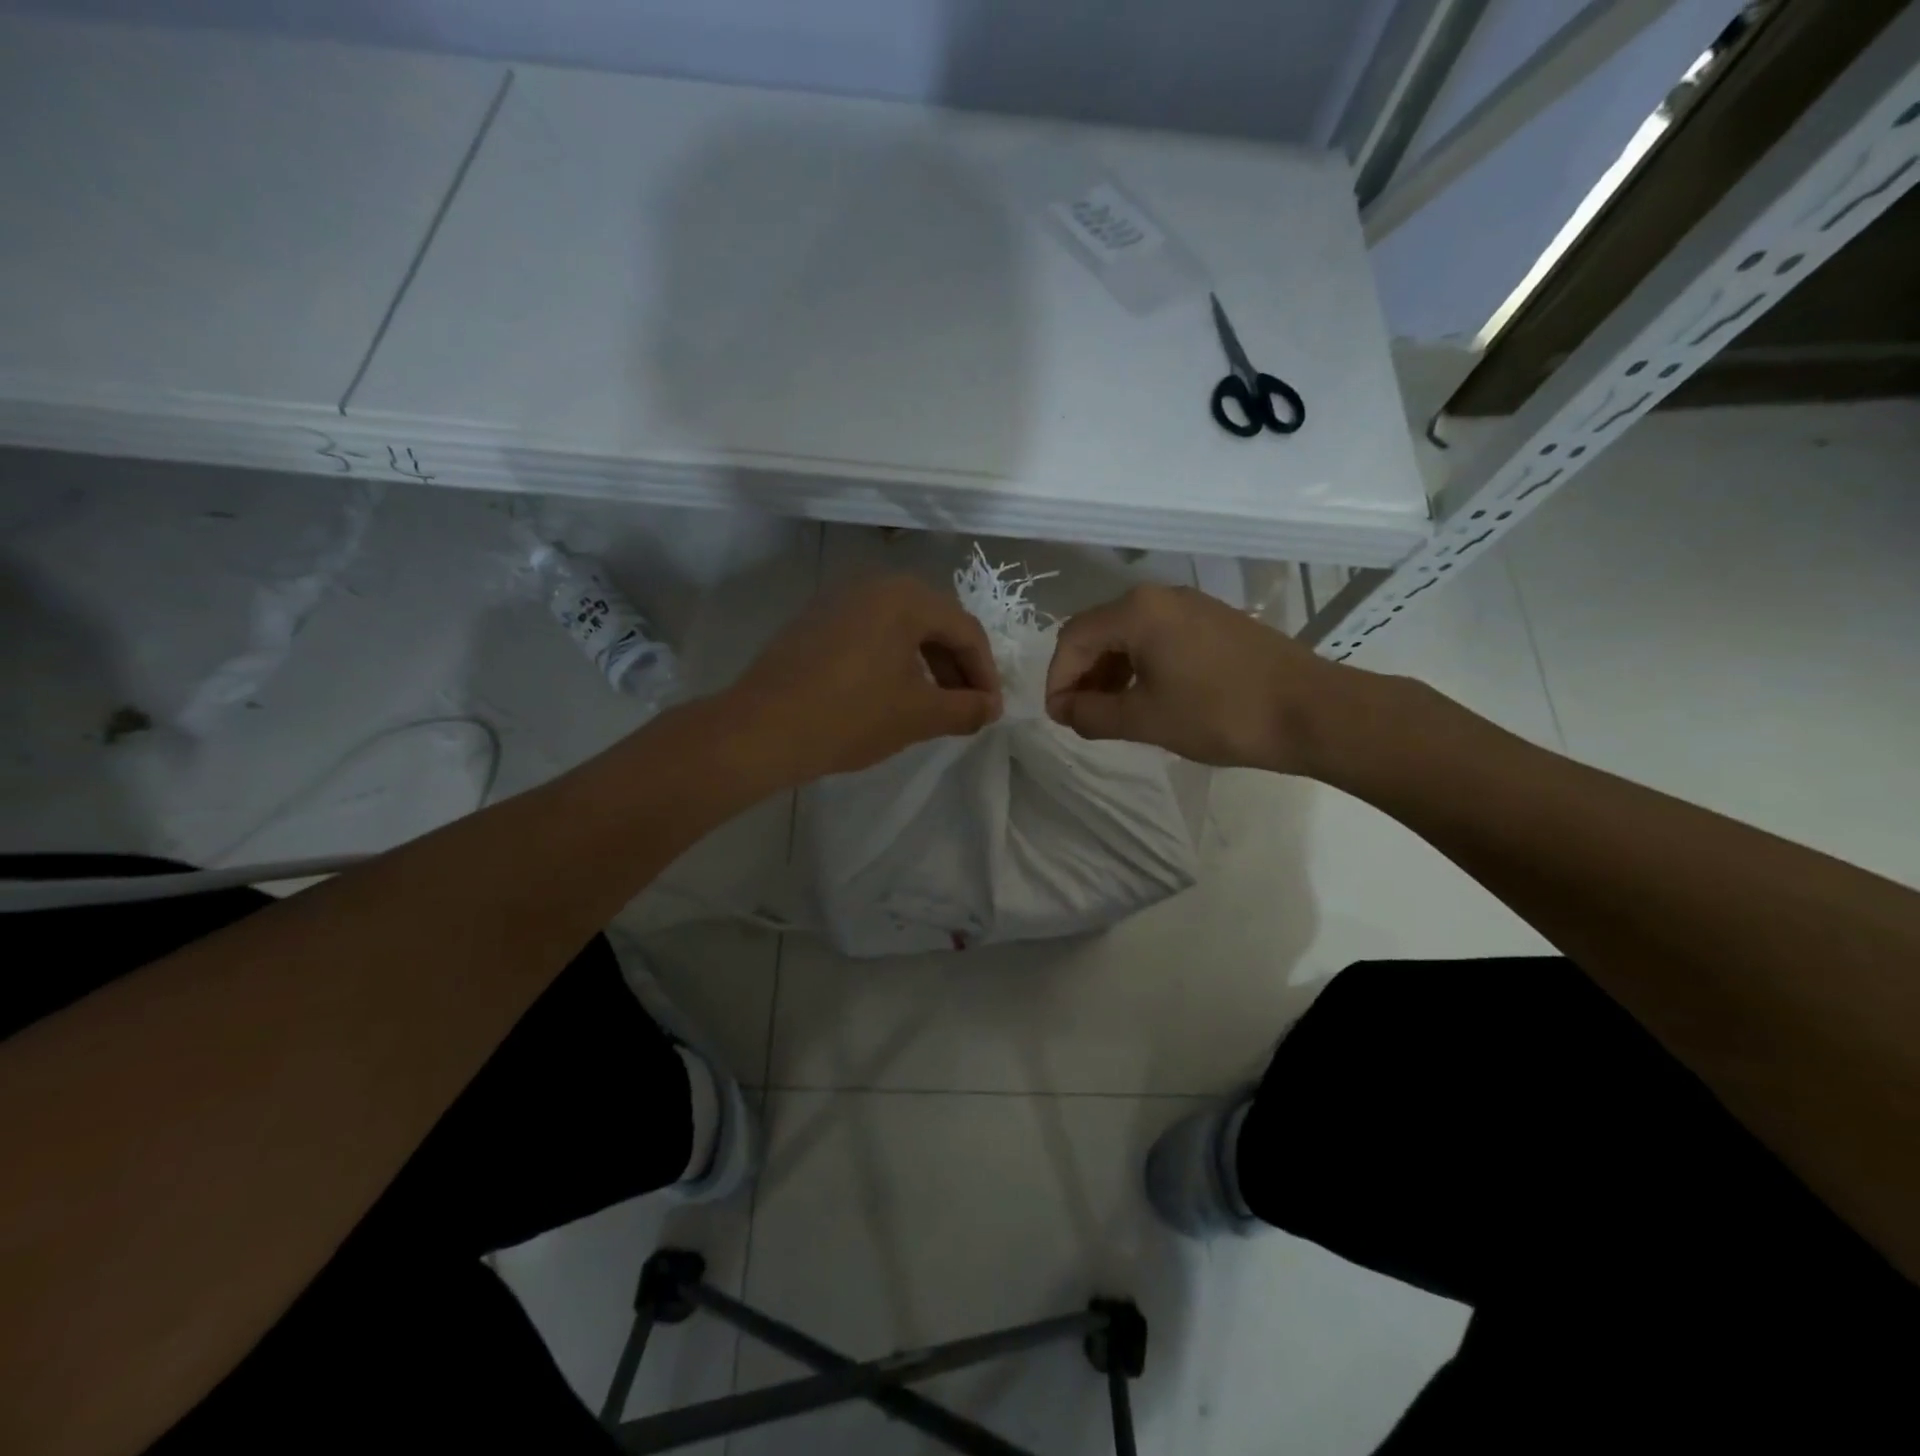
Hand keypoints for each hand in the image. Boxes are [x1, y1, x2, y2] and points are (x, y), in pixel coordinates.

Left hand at [724, 574, 1001, 784]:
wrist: (761, 729)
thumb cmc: (851, 716)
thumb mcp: (919, 716)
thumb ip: (965, 709)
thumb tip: (990, 708)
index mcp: (905, 597)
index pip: (966, 630)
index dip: (985, 673)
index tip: (990, 711)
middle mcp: (873, 585)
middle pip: (934, 623)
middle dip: (956, 668)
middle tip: (966, 709)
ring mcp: (838, 600)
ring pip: (901, 629)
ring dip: (926, 665)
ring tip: (933, 706)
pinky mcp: (814, 621)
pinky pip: (870, 634)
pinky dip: (893, 661)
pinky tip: (891, 695)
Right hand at [1044, 583, 1351, 773]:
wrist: (1311, 711)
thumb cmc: (1220, 714)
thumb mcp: (1145, 719)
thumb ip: (1093, 714)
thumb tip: (1066, 711)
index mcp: (1137, 611)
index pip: (1073, 639)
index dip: (1057, 680)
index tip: (1061, 719)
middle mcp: (1160, 596)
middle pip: (1099, 631)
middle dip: (1081, 675)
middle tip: (1081, 717)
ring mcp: (1192, 605)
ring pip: (1129, 634)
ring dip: (1109, 671)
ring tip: (1111, 712)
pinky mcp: (1214, 621)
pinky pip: (1159, 637)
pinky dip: (1140, 665)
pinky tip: (1148, 696)